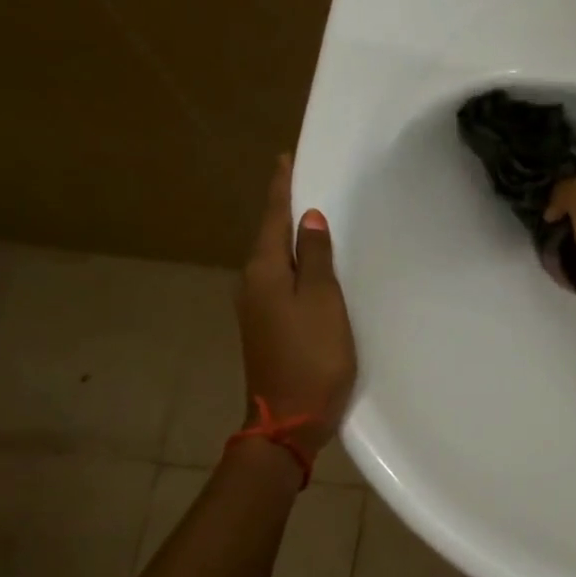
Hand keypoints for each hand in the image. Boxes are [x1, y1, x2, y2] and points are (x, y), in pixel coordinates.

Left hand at [236, 156, 356, 452]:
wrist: (290, 418)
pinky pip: (280, 281)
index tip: (286, 158)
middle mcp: (252, 284)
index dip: (282, 188)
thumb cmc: (312, 357)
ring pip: (274, 260)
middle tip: (305, 182)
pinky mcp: (266, 327)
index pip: (273, 218)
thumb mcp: (323, 303)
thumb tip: (310, 218)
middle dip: (284, 209)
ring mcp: (256, 308)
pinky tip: (310, 266)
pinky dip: (294, 265)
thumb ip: (317, 259)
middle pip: (269, 237)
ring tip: (312, 217)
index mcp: (264, 272)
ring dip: (290, 237)